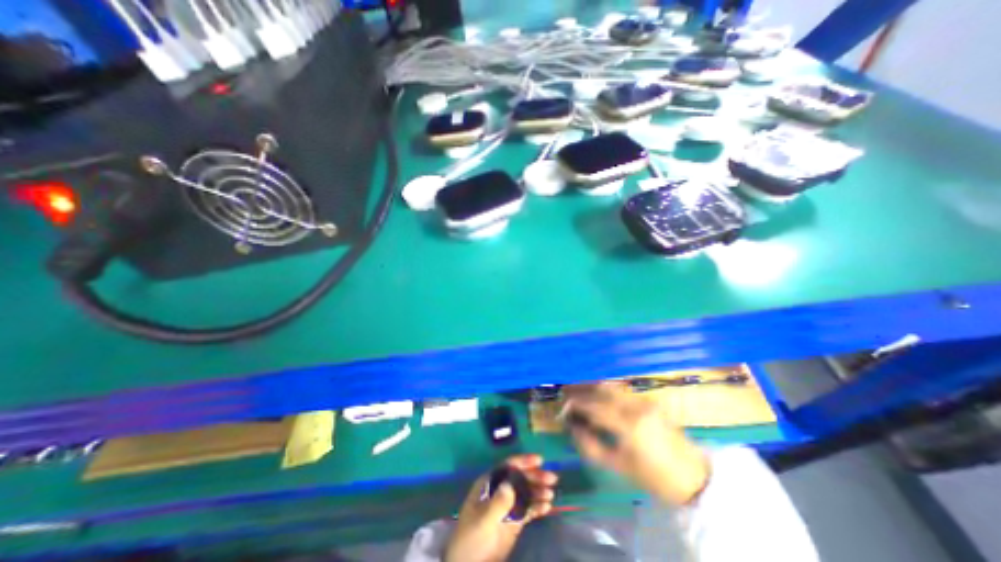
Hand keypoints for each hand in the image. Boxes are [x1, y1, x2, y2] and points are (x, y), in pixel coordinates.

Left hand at [448, 454, 559, 561]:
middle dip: (535, 477)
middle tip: (552, 479)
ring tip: (551, 494)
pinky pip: (527, 509)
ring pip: (525, 492)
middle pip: (520, 478)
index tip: (540, 460)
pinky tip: (547, 507)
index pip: (508, 467)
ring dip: (538, 491)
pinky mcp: (513, 521)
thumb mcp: (484, 521)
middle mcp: (499, 490)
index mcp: (489, 484)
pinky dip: (537, 507)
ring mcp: (507, 506)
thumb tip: (510, 483)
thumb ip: (498, 503)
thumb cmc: (472, 540)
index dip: (523, 461)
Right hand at [566, 383, 706, 504]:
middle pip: (600, 388)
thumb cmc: (655, 478)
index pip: (593, 406)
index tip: (561, 408)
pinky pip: (620, 390)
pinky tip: (595, 393)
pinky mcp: (648, 400)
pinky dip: (604, 389)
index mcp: (629, 425)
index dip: (574, 404)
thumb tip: (572, 427)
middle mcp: (635, 405)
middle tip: (564, 391)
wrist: (694, 476)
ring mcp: (644, 400)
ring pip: (610, 385)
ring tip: (576, 389)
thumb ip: (591, 445)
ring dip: (591, 385)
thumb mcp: (619, 466)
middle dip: (580, 388)